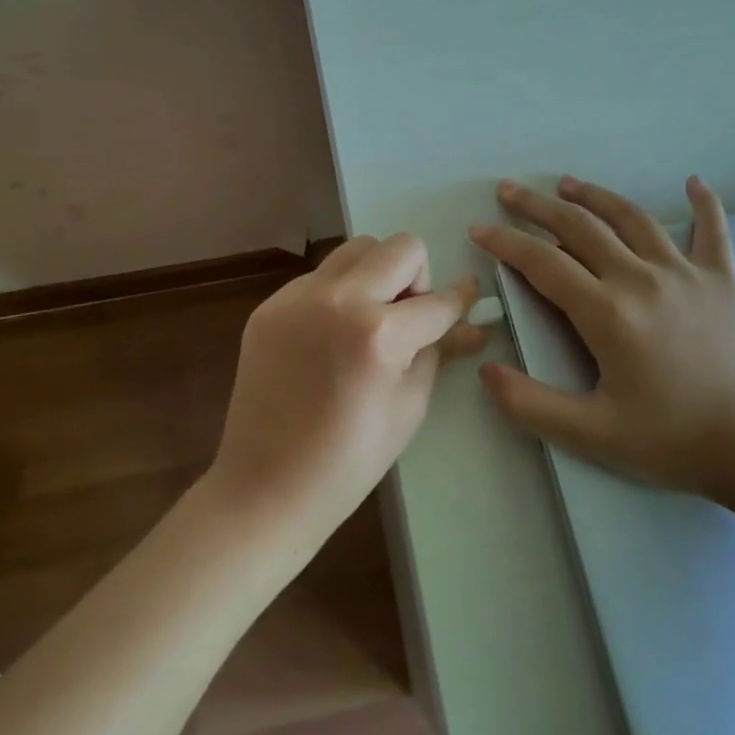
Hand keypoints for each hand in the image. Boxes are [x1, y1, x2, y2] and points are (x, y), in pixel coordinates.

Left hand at [210, 235, 485, 548]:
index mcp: (378, 334)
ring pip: (355, 250)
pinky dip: (337, 294)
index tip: (469, 296)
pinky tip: (329, 338)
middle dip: (416, 277)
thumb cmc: (348, 463)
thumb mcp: (409, 409)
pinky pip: (319, 277)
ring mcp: (296, 297)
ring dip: (375, 275)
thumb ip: (438, 351)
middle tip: (406, 318)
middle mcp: (337, 299)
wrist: (265, 487)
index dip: (460, 300)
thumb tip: (469, 323)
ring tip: (367, 323)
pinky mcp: (269, 305)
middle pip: (399, 246)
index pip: (437, 300)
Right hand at [470, 174, 734, 505]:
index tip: (478, 229)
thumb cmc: (674, 441)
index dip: (505, 242)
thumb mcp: (592, 435)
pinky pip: (713, 231)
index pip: (542, 262)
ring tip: (568, 183)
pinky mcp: (723, 280)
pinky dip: (704, 204)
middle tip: (507, 190)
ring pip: (631, 218)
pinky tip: (693, 182)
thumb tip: (485, 369)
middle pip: (579, 226)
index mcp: (606, 311)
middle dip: (537, 206)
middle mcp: (640, 278)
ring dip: (594, 196)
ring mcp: (685, 273)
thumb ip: (530, 404)